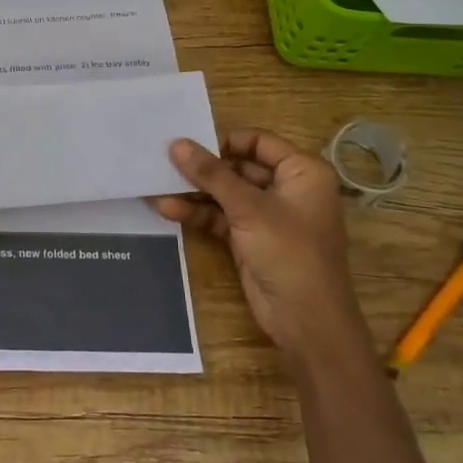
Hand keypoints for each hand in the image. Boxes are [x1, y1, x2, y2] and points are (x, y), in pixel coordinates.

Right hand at [156, 128, 361, 356]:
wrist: (306, 321)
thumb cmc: (289, 252)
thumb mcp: (248, 208)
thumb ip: (211, 174)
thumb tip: (176, 143)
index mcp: (302, 171)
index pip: (258, 141)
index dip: (223, 141)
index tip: (188, 143)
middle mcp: (287, 188)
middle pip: (238, 167)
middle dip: (202, 168)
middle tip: (163, 161)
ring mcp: (267, 215)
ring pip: (225, 193)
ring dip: (194, 192)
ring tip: (156, 185)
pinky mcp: (250, 237)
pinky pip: (220, 216)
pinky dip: (198, 213)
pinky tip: (166, 209)